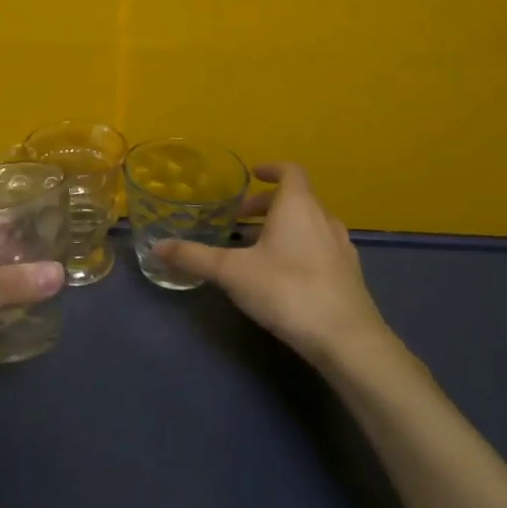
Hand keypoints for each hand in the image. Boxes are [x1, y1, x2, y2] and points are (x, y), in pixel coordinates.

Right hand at [155, 163, 392, 371]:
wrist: (347, 339)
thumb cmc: (287, 290)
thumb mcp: (231, 272)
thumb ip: (194, 257)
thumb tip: (157, 247)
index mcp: (298, 207)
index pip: (290, 171)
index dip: (271, 168)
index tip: (253, 175)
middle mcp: (324, 219)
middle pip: (298, 199)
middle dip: (268, 205)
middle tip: (241, 220)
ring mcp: (342, 248)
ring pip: (310, 225)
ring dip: (284, 228)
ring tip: (258, 249)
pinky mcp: (349, 275)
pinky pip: (321, 248)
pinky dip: (300, 249)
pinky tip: (284, 276)